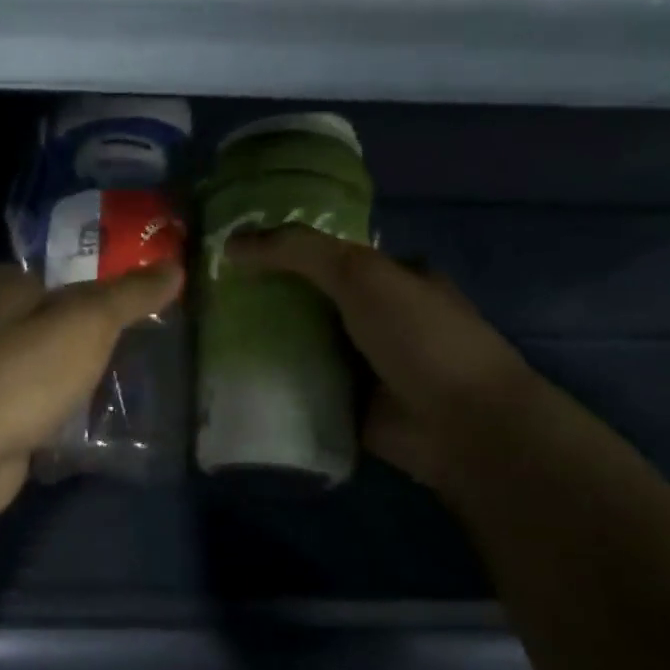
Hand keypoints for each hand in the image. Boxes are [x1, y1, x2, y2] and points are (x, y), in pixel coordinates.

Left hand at [0, 261, 183, 517]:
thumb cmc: (31, 371)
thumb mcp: (89, 322)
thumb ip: (130, 295)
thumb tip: (175, 267)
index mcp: (7, 301)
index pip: (5, 274)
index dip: (27, 273)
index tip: (63, 278)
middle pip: (24, 321)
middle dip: (59, 323)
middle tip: (111, 325)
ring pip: (34, 366)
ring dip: (64, 367)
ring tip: (115, 369)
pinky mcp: (4, 425)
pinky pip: (39, 408)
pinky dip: (62, 410)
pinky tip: (96, 417)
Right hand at [223, 228, 540, 489]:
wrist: (461, 425)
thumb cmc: (420, 337)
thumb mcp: (361, 274)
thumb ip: (299, 252)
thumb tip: (231, 244)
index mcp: (393, 278)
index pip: (330, 257)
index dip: (285, 252)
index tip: (235, 256)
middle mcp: (378, 319)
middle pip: (310, 302)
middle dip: (266, 300)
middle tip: (212, 298)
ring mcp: (363, 366)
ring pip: (302, 346)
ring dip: (264, 344)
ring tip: (208, 337)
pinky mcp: (347, 406)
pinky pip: (301, 389)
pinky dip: (273, 386)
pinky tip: (230, 380)